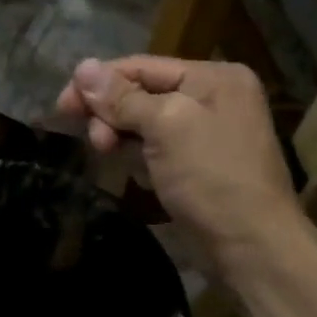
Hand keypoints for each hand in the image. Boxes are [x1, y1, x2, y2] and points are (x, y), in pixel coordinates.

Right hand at [57, 57, 298, 264]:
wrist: (254, 249)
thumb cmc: (212, 177)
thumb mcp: (165, 127)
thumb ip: (122, 97)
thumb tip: (81, 66)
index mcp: (213, 77)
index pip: (142, 66)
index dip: (99, 83)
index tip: (62, 106)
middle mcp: (213, 96)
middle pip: (142, 92)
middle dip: (111, 112)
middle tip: (95, 141)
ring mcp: (208, 132)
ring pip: (145, 121)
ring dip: (121, 135)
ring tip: (106, 153)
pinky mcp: (199, 164)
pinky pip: (157, 147)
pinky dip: (138, 154)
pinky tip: (132, 171)